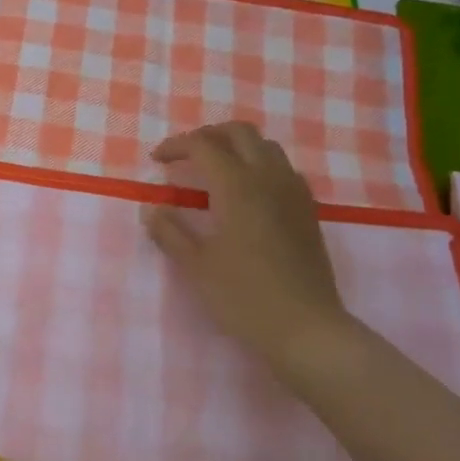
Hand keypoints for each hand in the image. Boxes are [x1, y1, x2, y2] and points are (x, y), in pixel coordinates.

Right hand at [141, 122, 358, 378]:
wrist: (306, 327)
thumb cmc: (244, 297)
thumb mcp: (196, 266)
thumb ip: (169, 232)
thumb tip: (151, 208)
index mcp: (237, 187)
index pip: (204, 145)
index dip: (176, 146)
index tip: (157, 160)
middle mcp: (268, 179)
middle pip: (240, 133)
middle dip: (209, 135)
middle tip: (185, 155)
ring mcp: (294, 193)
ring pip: (266, 147)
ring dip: (237, 147)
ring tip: (214, 169)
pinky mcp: (308, 211)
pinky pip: (283, 169)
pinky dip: (260, 165)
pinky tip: (248, 192)